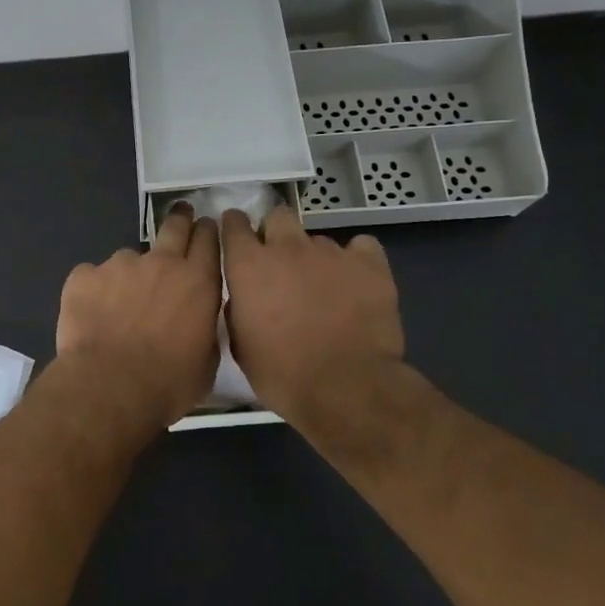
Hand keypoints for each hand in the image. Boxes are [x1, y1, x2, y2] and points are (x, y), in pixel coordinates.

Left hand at [56, 205, 221, 425]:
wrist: (110, 386)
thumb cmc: (168, 383)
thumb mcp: (206, 361)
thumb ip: (203, 328)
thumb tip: (197, 319)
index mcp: (197, 282)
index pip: (208, 241)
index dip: (207, 231)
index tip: (206, 225)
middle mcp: (160, 263)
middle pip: (173, 228)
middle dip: (180, 219)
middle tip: (181, 213)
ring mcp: (119, 265)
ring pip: (128, 258)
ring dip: (129, 274)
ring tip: (120, 304)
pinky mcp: (84, 276)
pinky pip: (92, 277)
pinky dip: (94, 291)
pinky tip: (90, 315)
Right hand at [220, 205, 406, 440]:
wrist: (347, 388)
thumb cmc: (283, 374)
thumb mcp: (241, 347)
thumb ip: (238, 311)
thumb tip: (244, 299)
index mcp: (249, 265)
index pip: (234, 224)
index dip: (234, 228)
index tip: (238, 240)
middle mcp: (287, 248)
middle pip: (278, 217)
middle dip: (276, 234)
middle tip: (281, 264)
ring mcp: (331, 252)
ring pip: (318, 240)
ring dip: (315, 258)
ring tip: (324, 288)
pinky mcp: (370, 264)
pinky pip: (361, 247)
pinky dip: (357, 260)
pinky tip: (356, 281)